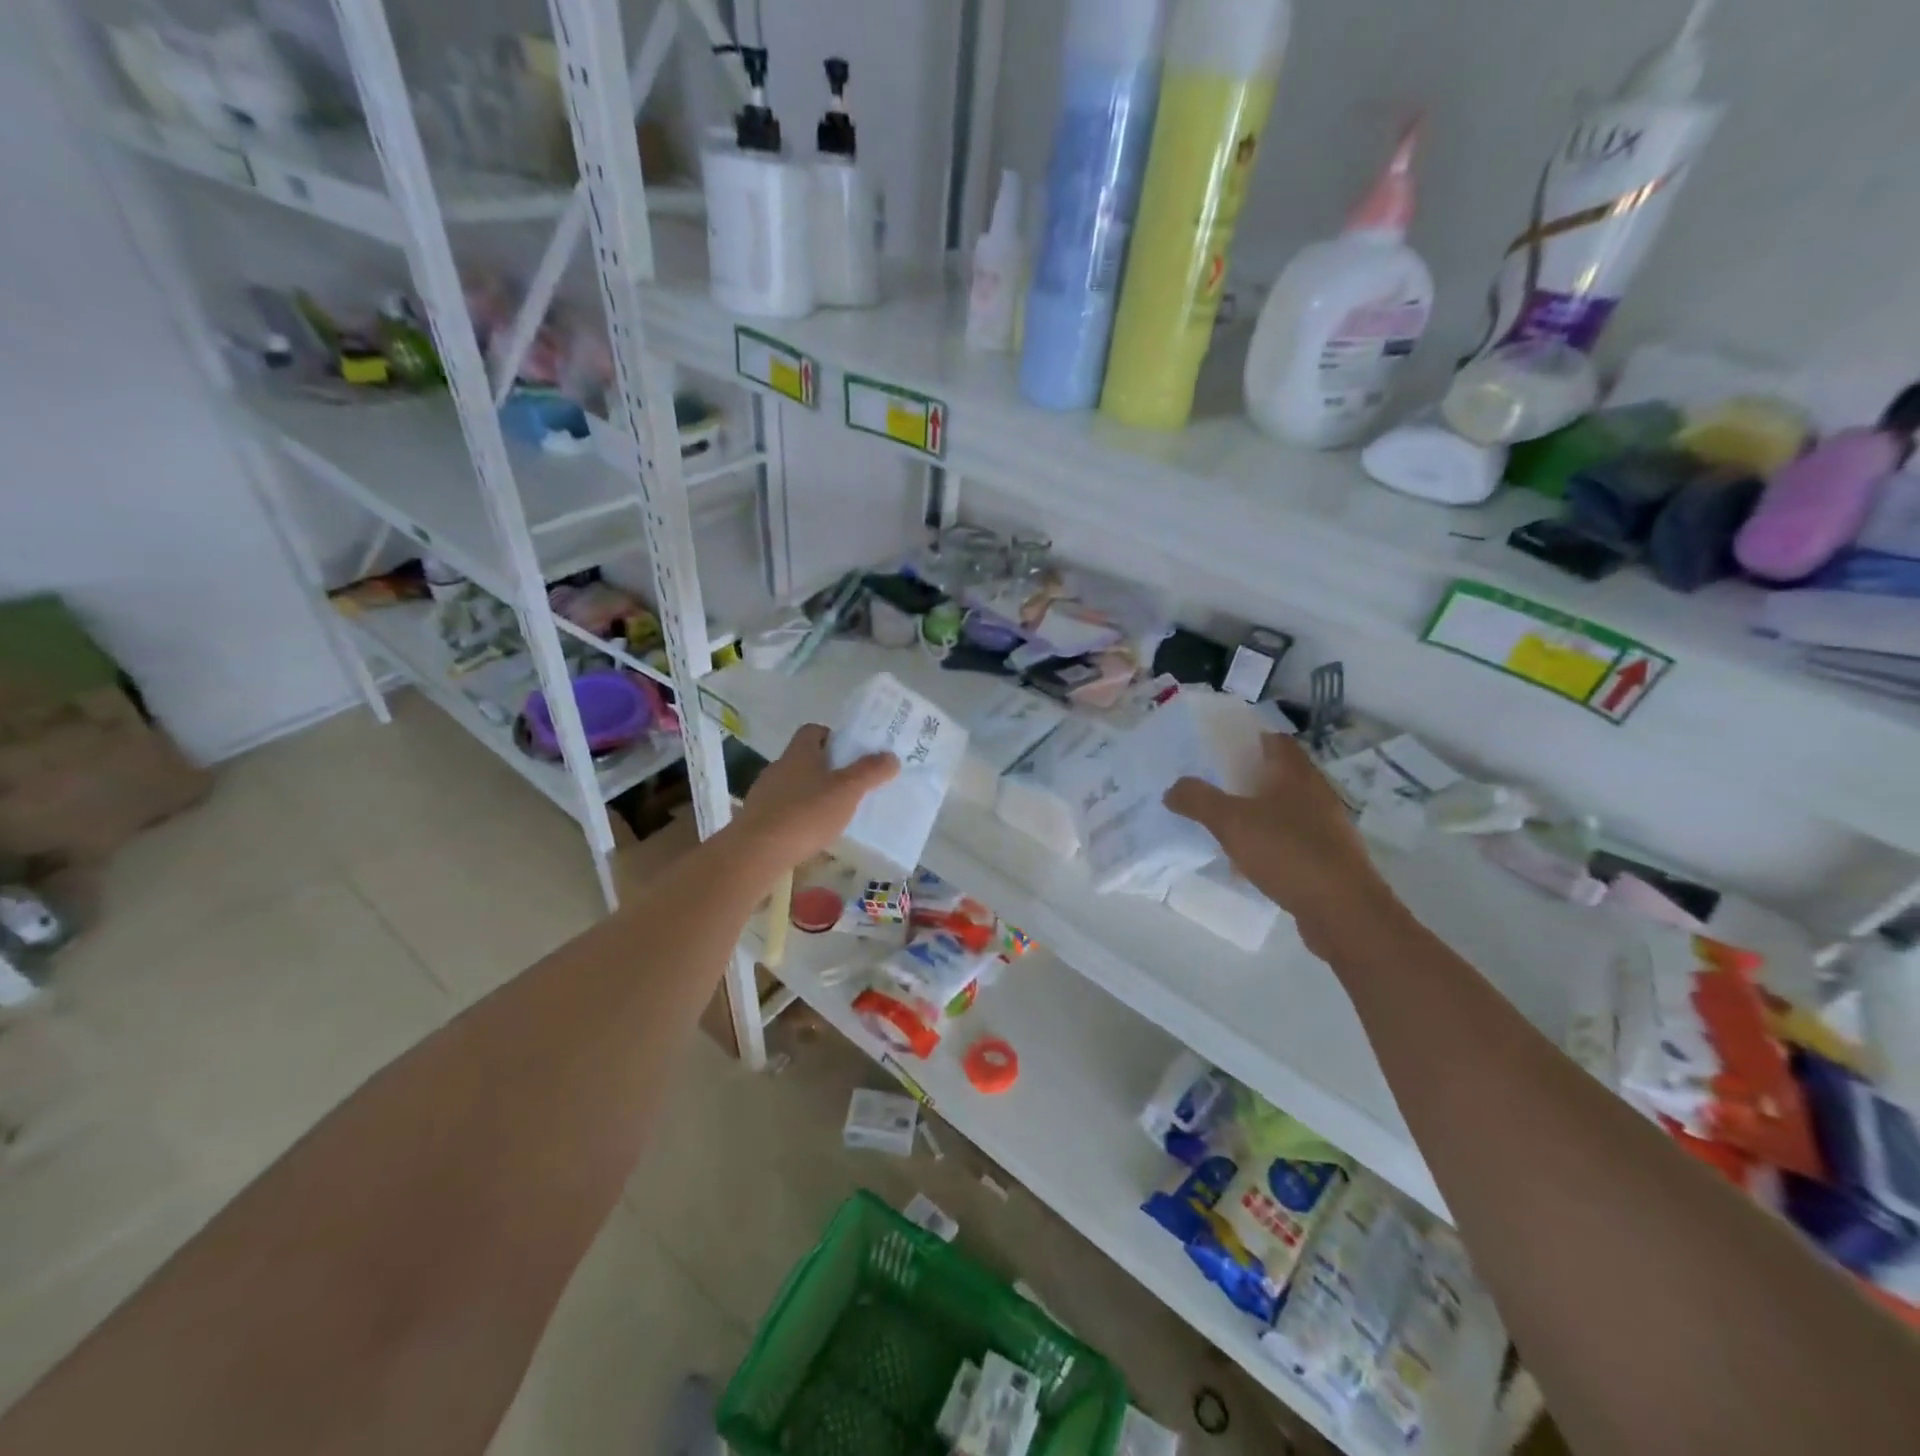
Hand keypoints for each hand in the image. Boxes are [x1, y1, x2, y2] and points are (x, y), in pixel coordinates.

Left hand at [731, 725, 897, 870]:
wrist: (757, 852)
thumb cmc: (806, 813)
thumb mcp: (847, 792)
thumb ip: (870, 772)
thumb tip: (890, 756)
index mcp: (799, 752)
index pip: (814, 731)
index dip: (833, 737)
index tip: (852, 753)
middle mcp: (779, 766)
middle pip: (805, 757)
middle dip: (827, 767)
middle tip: (851, 783)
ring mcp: (765, 792)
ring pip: (794, 784)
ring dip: (812, 792)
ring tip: (834, 811)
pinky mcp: (758, 818)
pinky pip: (784, 808)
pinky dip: (799, 814)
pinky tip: (811, 832)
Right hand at [1164, 733, 1394, 954]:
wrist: (1344, 911)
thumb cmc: (1288, 852)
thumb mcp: (1231, 822)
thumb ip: (1198, 800)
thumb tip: (1173, 788)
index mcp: (1296, 774)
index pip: (1273, 741)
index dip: (1246, 740)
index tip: (1216, 749)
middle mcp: (1315, 793)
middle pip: (1277, 775)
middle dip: (1245, 779)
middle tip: (1211, 786)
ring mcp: (1325, 828)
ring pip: (1283, 810)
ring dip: (1256, 814)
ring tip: (1222, 825)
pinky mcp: (1327, 859)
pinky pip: (1290, 841)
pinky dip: (1268, 844)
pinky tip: (1246, 862)